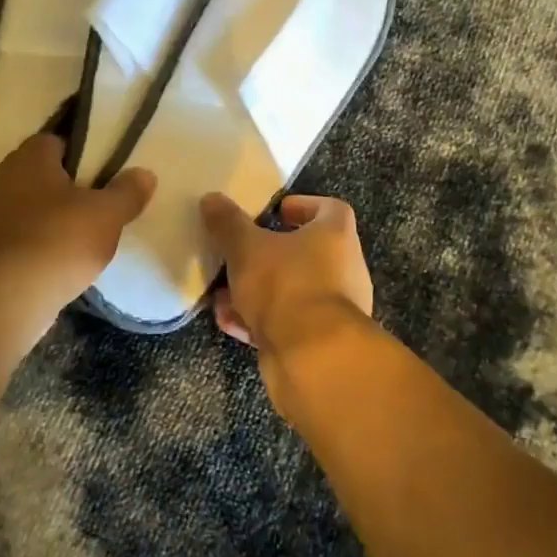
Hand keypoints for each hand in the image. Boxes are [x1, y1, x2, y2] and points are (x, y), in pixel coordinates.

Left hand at [0, 132, 155, 313]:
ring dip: (47, 220)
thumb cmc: (59, 240)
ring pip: (26, 208)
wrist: (4, 298)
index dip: (80, 155)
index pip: (54, 141)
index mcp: (29, 158)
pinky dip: (33, 247)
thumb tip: (145, 173)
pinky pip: (15, 239)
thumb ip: (127, 192)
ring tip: (78, 240)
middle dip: (64, 189)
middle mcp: (1, 178)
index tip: (102, 174)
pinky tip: (54, 265)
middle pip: (39, 176)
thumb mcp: (107, 215)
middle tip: (95, 208)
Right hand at [198, 193, 372, 352]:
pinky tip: (230, 323)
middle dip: (269, 254)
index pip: (330, 209)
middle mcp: (344, 269)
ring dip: (258, 291)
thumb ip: (228, 223)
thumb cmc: (285, 286)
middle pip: (307, 253)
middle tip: (240, 254)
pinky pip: (288, 322)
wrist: (313, 357)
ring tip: (224, 294)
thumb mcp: (246, 248)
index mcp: (336, 236)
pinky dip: (260, 320)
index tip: (276, 211)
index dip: (303, 206)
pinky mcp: (320, 341)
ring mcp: (335, 309)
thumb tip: (212, 199)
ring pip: (292, 290)